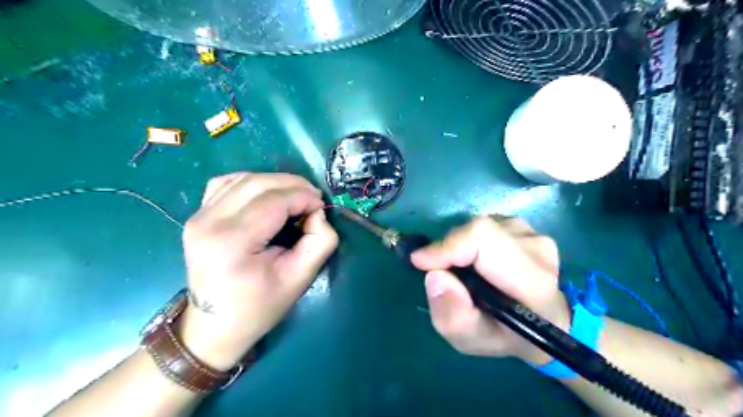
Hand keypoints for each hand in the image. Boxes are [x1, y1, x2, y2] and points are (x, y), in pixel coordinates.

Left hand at [176, 172, 338, 370]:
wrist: (214, 326)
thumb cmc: (259, 307)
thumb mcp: (300, 279)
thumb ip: (320, 242)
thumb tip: (317, 213)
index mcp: (232, 241)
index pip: (275, 200)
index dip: (305, 197)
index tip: (322, 207)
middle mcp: (209, 222)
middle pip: (258, 183)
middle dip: (294, 184)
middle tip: (313, 199)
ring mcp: (198, 216)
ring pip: (243, 178)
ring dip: (276, 182)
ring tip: (295, 197)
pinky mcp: (197, 216)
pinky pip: (227, 183)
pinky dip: (252, 182)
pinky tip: (267, 196)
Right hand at [409, 218, 569, 364]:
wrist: (545, 319)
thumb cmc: (508, 335)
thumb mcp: (473, 340)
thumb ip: (453, 317)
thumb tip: (435, 276)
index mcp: (533, 282)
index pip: (484, 241)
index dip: (448, 247)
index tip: (421, 263)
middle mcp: (537, 249)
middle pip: (478, 230)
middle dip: (448, 248)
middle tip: (439, 271)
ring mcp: (532, 233)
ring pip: (478, 227)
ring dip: (459, 247)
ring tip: (463, 271)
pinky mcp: (523, 226)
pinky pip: (483, 227)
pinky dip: (469, 242)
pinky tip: (477, 262)